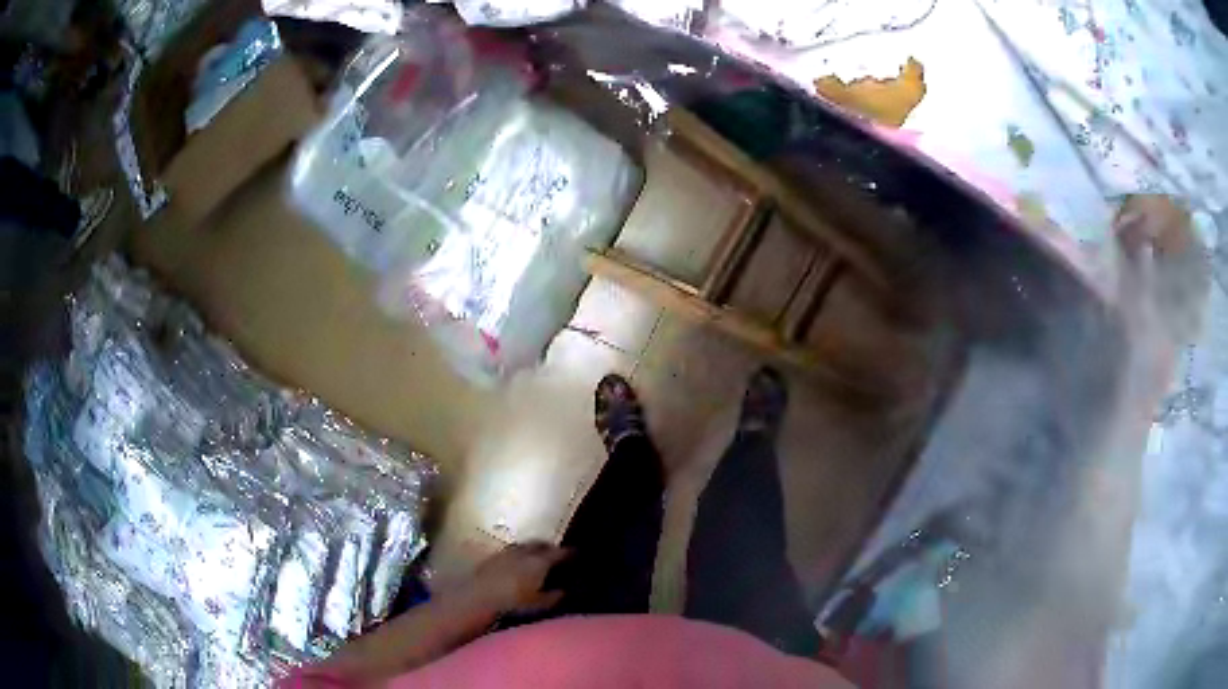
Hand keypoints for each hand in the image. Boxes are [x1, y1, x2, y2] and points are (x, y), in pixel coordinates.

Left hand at [467, 542, 569, 614]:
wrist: (476, 597)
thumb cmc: (512, 604)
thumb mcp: (539, 605)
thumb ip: (553, 597)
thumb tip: (564, 591)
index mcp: (539, 562)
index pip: (559, 553)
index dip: (569, 553)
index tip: (577, 554)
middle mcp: (523, 553)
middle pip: (539, 544)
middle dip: (549, 546)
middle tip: (557, 552)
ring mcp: (505, 553)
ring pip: (523, 545)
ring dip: (531, 548)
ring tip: (536, 556)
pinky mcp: (490, 558)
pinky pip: (509, 551)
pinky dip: (517, 554)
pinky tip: (516, 563)